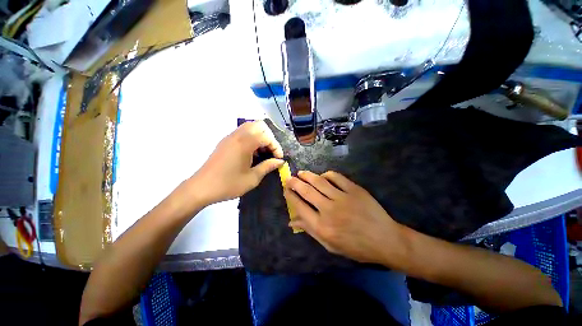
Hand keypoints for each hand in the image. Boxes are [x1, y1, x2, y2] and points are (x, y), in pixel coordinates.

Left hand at [192, 120, 283, 205]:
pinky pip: (242, 132)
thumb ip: (268, 167)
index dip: (276, 146)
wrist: (201, 188)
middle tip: (271, 151)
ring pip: (250, 126)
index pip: (266, 137)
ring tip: (262, 152)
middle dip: (269, 137)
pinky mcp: (225, 141)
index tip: (278, 158)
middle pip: (259, 125)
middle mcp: (237, 136)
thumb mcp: (252, 178)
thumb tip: (280, 161)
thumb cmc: (228, 184)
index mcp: (244, 144)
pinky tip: (252, 153)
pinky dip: (251, 137)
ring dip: (260, 136)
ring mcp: (230, 137)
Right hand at [284, 171, 407, 266]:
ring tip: (301, 173)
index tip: (285, 189)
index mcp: (322, 226)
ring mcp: (342, 198)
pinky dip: (327, 175)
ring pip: (319, 181)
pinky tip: (322, 176)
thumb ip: (309, 230)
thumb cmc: (355, 246)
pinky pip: (336, 177)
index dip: (290, 196)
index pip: (299, 206)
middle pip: (306, 191)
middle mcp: (329, 210)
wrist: (385, 240)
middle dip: (294, 183)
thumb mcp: (329, 245)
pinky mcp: (354, 190)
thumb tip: (291, 221)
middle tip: (289, 178)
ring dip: (307, 175)